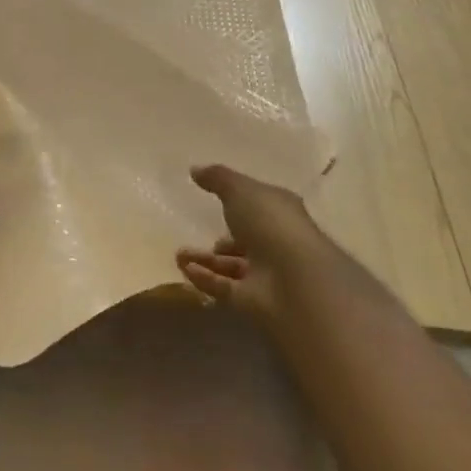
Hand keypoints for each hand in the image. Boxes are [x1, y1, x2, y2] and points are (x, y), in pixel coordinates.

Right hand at [176, 163, 330, 322]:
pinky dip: (205, 279)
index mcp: (280, 212)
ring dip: (205, 260)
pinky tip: (184, 270)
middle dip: (221, 240)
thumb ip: (217, 178)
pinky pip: (224, 288)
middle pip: (245, 240)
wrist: (293, 279)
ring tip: (178, 255)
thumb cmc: (270, 223)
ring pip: (231, 266)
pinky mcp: (253, 301)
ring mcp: (266, 274)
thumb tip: (195, 169)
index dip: (239, 203)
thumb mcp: (240, 190)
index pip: (259, 206)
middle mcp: (276, 242)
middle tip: (193, 233)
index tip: (213, 200)